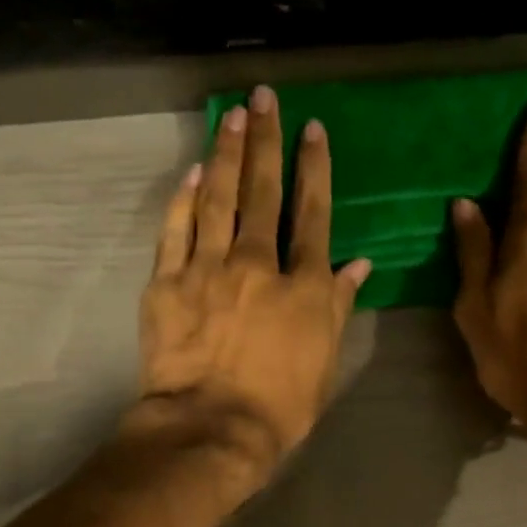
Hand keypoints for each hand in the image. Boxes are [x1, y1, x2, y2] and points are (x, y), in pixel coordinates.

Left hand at [130, 86, 371, 495]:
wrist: (212, 428)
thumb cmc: (280, 406)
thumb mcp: (326, 362)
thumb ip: (338, 306)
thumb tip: (359, 263)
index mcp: (302, 286)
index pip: (313, 214)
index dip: (314, 168)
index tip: (313, 130)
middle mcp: (257, 264)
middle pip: (263, 192)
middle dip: (265, 141)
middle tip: (263, 98)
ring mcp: (207, 269)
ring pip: (217, 199)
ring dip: (224, 154)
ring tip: (230, 116)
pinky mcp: (167, 283)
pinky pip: (175, 230)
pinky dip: (183, 199)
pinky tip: (190, 172)